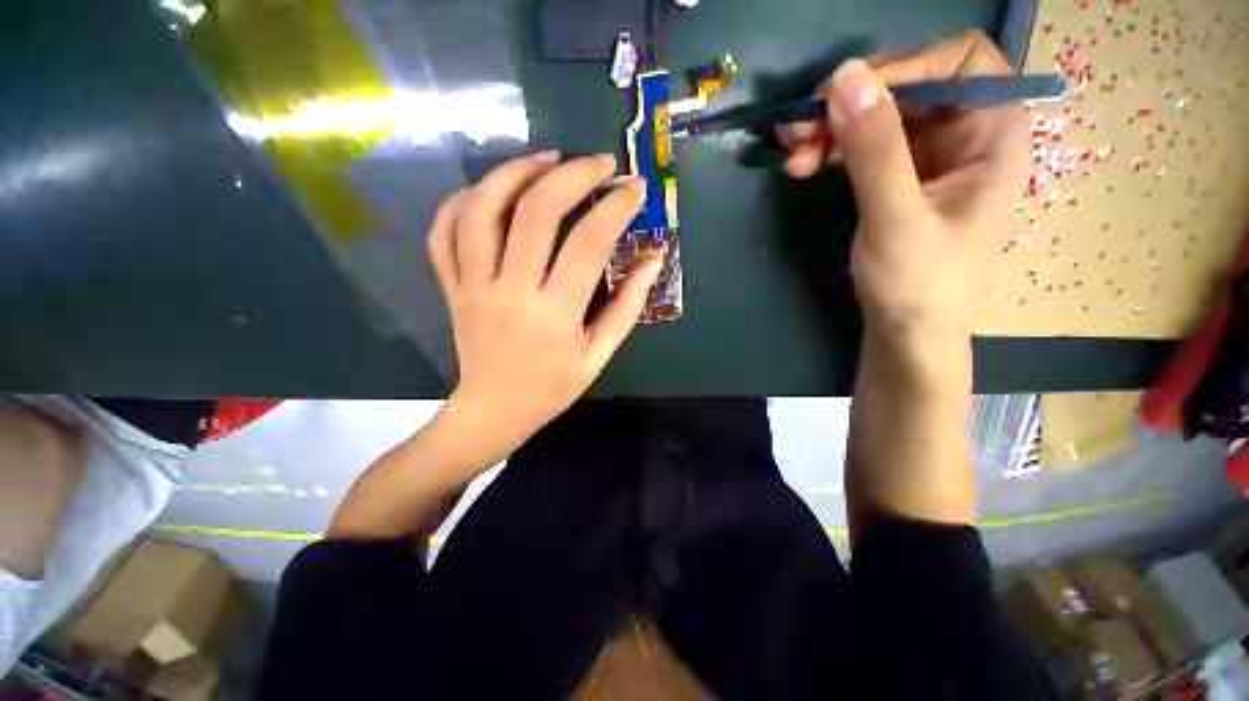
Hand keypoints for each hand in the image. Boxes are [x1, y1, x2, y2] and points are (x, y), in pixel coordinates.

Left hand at [428, 151, 660, 457]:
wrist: (494, 410)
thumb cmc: (553, 387)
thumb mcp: (600, 355)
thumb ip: (628, 306)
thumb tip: (653, 260)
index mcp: (555, 314)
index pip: (588, 244)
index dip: (616, 208)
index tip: (635, 189)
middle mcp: (510, 291)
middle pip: (536, 213)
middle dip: (572, 176)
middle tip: (599, 163)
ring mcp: (472, 286)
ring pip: (482, 210)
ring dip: (515, 173)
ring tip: (546, 159)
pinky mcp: (452, 287)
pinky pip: (444, 232)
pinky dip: (464, 200)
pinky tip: (493, 190)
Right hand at [779, 31, 1029, 344]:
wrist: (907, 331)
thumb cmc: (919, 284)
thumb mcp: (896, 219)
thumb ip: (875, 150)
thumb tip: (844, 76)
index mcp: (993, 133)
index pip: (960, 61)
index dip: (905, 66)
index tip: (849, 97)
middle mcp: (966, 133)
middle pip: (908, 86)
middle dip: (850, 105)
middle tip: (799, 131)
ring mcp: (929, 155)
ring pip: (878, 115)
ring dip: (831, 129)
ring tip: (792, 156)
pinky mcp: (899, 176)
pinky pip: (864, 145)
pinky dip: (832, 150)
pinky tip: (804, 166)